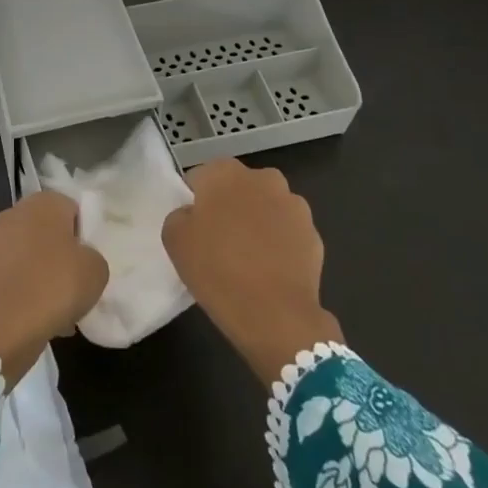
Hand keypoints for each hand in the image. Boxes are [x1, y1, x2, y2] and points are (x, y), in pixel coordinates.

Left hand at [0, 191, 108, 387]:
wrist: (3, 327)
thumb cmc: (55, 286)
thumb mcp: (96, 270)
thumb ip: (93, 256)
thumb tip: (79, 260)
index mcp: (43, 203)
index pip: (72, 208)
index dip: (85, 233)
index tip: (90, 259)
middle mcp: (15, 214)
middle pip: (50, 232)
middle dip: (63, 255)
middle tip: (79, 282)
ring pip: (32, 256)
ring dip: (46, 275)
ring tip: (63, 307)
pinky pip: (17, 276)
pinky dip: (29, 291)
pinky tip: (43, 317)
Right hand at [162, 158, 343, 383]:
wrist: (275, 315)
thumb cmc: (217, 270)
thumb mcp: (174, 240)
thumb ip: (180, 215)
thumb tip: (194, 214)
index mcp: (225, 172)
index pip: (200, 177)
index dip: (195, 201)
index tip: (194, 228)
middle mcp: (263, 178)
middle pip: (237, 187)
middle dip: (229, 205)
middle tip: (218, 240)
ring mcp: (294, 204)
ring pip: (266, 207)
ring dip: (257, 221)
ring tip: (247, 258)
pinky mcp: (314, 233)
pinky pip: (287, 232)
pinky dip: (279, 243)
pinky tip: (269, 270)